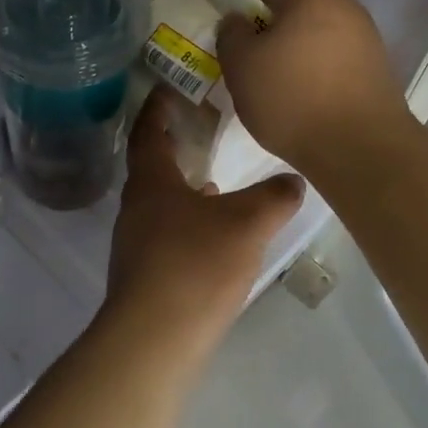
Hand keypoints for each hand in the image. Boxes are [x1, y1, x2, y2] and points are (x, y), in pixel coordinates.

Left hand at [104, 89, 303, 365]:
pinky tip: (213, 239)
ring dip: (182, 192)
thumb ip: (274, 197)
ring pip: (159, 206)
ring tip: (214, 185)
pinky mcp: (144, 277)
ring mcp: (135, 245)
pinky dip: (187, 226)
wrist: (155, 339)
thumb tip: (293, 180)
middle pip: (151, 169)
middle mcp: (135, 209)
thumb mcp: (247, 223)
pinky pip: (166, 237)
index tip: (167, 88)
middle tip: (201, 133)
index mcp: (151, 183)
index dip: (157, 108)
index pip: (147, 133)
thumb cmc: (196, 264)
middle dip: (174, 149)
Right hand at [216, 0, 411, 175]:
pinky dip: (307, 57)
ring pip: (312, 21)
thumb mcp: (241, 66)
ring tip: (264, 67)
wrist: (362, 149)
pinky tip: (294, 87)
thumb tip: (238, 21)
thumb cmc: (293, 100)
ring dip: (286, 36)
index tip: (218, 12)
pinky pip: (329, 47)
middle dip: (261, 12)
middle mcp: (341, 2)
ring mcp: (362, 33)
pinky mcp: (372, 64)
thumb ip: (231, 33)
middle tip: (238, 41)